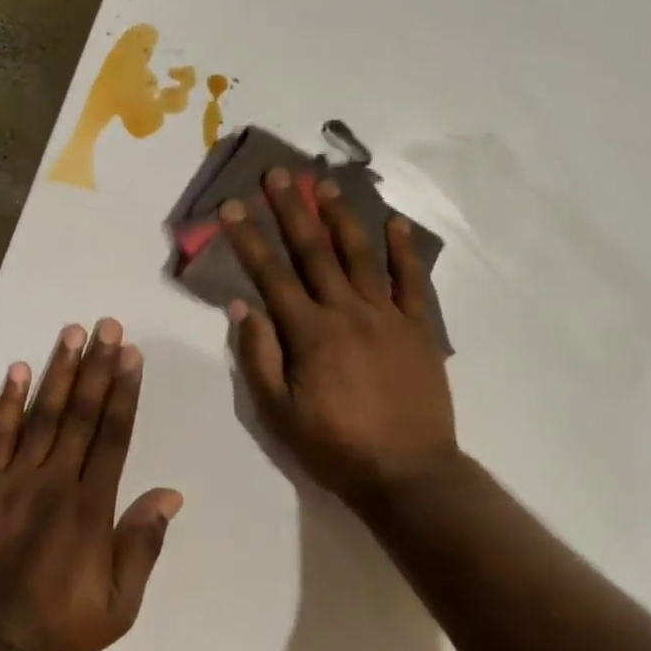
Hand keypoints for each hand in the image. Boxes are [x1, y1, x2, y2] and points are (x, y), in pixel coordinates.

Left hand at [0, 320, 182, 650]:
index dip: (124, 391)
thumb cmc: (58, 625)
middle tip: (107, 326)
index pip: (113, 435)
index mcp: (92, 505)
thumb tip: (170, 493)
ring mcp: (16, 478)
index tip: (131, 355)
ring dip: (59, 371)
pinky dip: (8, 402)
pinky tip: (18, 369)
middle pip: (83, 413)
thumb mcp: (119, 604)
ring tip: (72, 333)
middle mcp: (57, 480)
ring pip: (44, 414)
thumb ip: (143, 544)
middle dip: (97, 367)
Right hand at [220, 168, 460, 512]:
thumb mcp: (279, 414)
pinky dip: (404, 251)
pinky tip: (396, 223)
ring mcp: (387, 316)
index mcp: (310, 333)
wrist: (410, 477)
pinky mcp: (419, 329)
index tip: (231, 206)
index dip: (248, 238)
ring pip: (360, 255)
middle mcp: (347, 312)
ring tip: (324, 184)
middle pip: (314, 251)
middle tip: (277, 173)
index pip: (271, 274)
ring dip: (340, 216)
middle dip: (291, 209)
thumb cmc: (336, 448)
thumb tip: (242, 305)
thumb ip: (258, 357)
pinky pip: (412, 282)